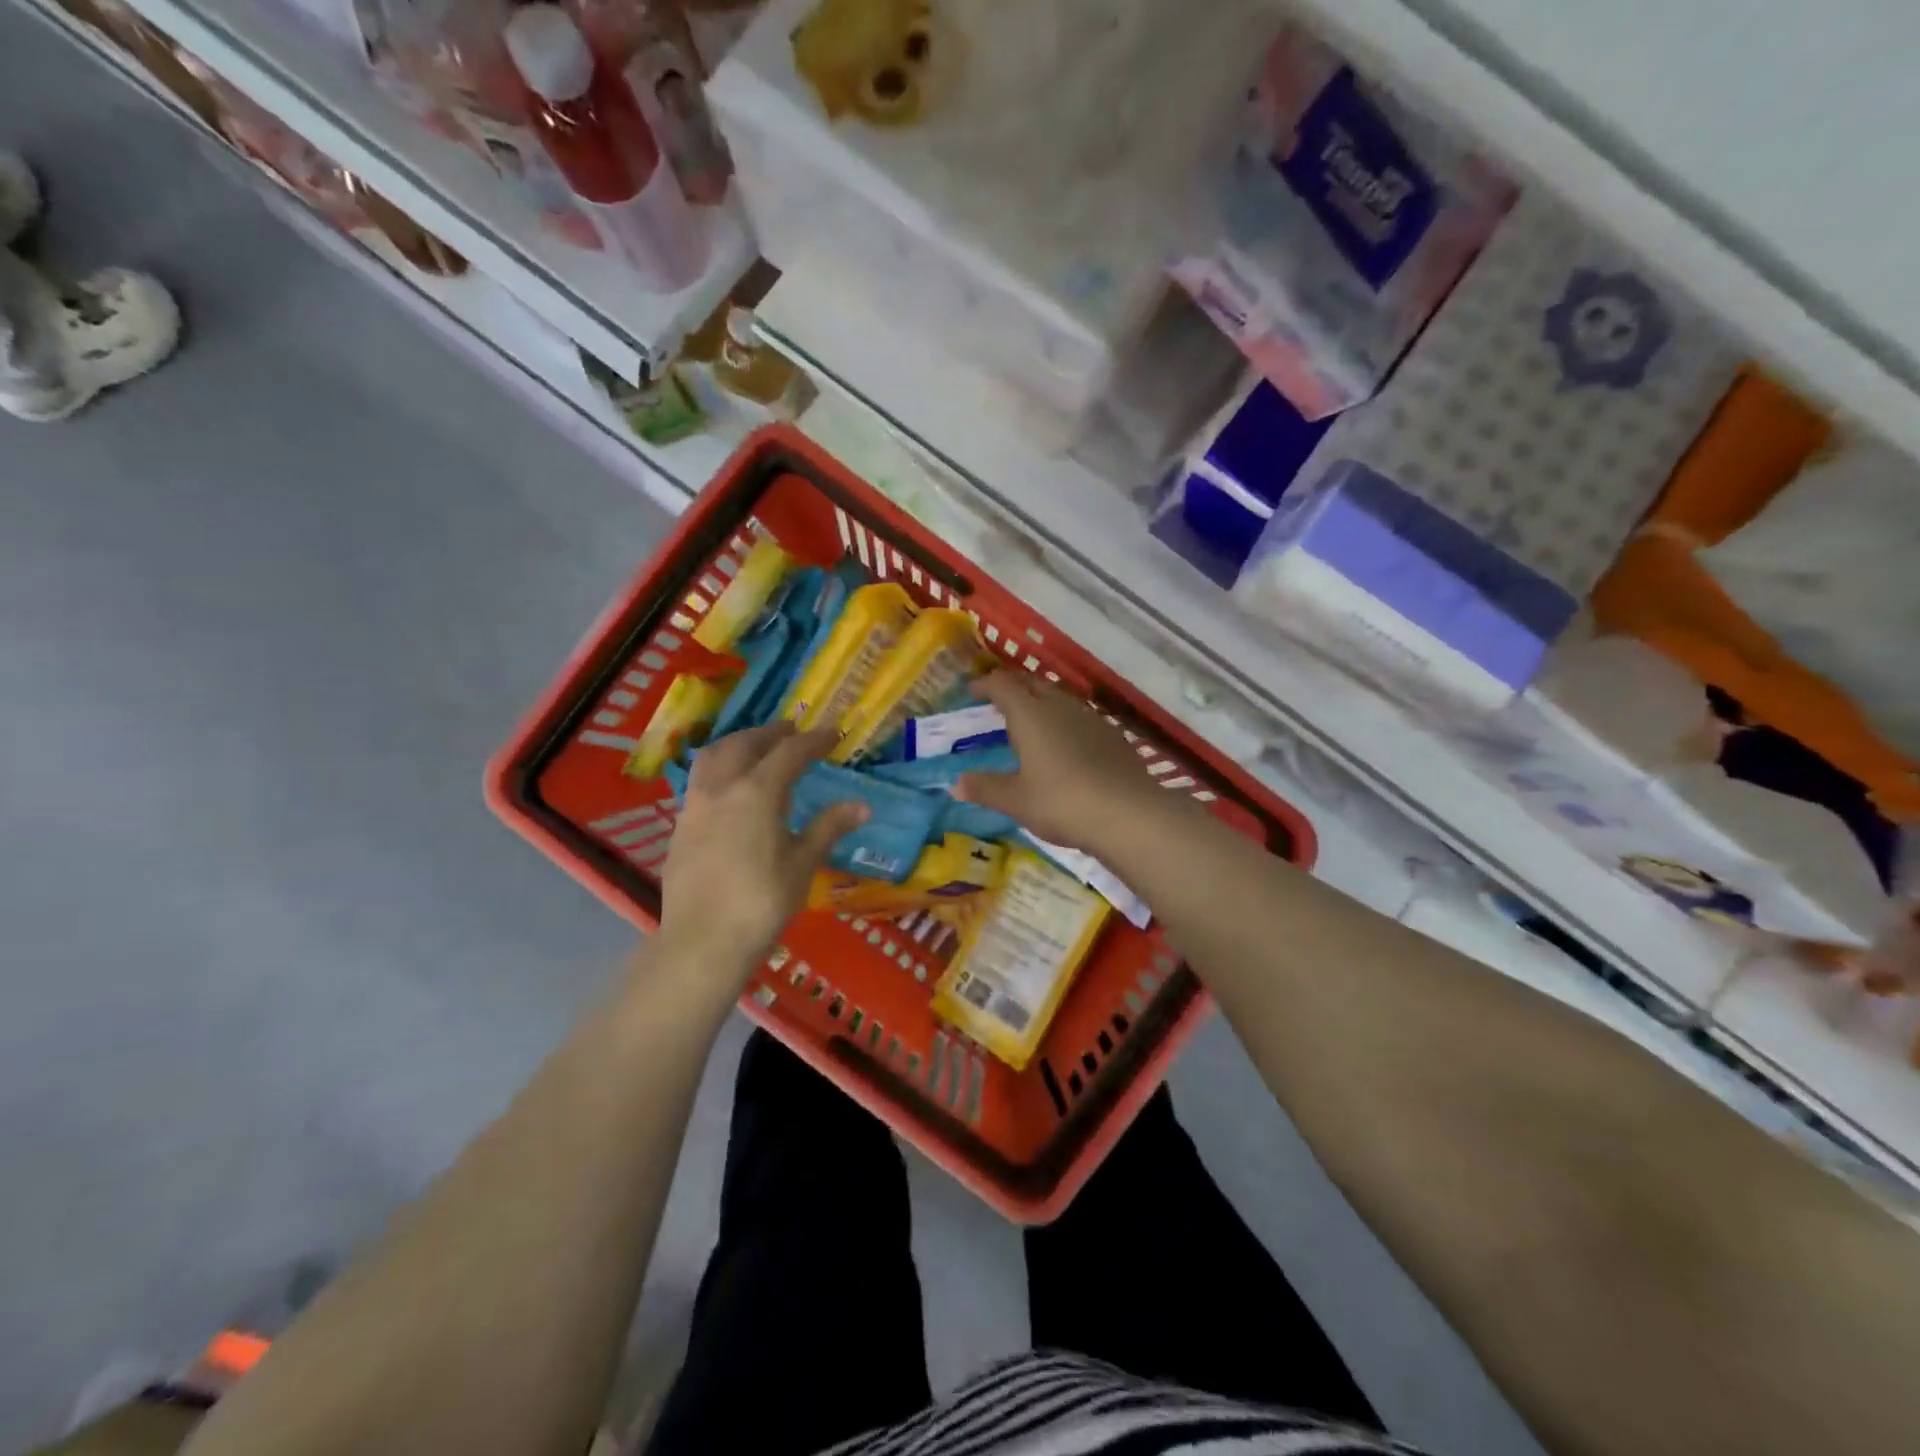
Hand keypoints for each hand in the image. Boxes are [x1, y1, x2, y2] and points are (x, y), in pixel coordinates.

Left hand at [655, 721, 867, 983]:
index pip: (790, 752)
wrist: (703, 942)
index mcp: (757, 791)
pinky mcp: (680, 828)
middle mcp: (722, 788)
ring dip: (738, 744)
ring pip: (713, 757)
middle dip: (771, 733)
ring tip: (756, 748)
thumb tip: (861, 806)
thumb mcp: (803, 864)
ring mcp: (695, 806)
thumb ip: (828, 827)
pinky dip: (720, 770)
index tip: (833, 733)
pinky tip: (731, 790)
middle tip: (792, 731)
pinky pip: (700, 782)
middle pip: (745, 744)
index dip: (814, 740)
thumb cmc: (762, 901)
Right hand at [953, 673, 1168, 853]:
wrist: (1128, 814)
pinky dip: (1065, 722)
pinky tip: (1067, 744)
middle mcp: (1060, 706)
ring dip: (1041, 702)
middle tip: (999, 701)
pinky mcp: (1113, 735)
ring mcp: (1091, 718)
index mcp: (1030, 715)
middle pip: (1033, 683)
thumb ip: (986, 788)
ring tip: (1031, 722)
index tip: (973, 692)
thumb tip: (957, 784)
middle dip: (1013, 687)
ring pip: (1060, 698)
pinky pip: (1081, 717)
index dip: (985, 685)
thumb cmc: (1061, 803)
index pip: (1003, 685)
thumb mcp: (1016, 801)